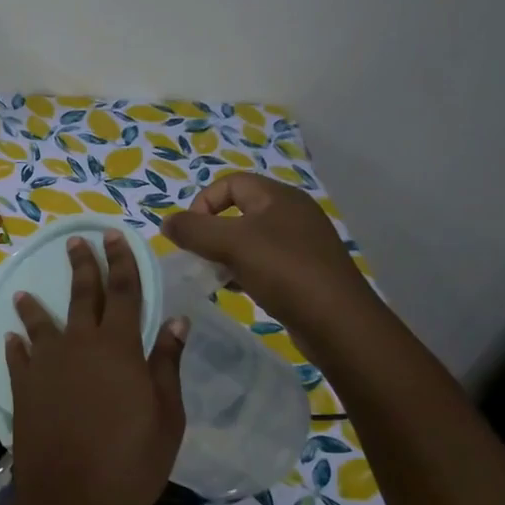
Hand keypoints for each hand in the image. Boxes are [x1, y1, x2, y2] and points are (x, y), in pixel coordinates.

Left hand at [5, 232, 186, 504]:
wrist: (72, 498)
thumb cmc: (131, 460)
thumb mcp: (166, 415)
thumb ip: (166, 364)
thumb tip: (177, 321)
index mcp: (119, 347)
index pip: (123, 291)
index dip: (120, 261)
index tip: (112, 236)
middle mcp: (79, 345)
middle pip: (82, 296)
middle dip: (81, 266)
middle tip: (75, 242)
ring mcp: (45, 365)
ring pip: (40, 323)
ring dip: (35, 306)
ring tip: (25, 292)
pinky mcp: (22, 388)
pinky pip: (17, 358)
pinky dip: (16, 345)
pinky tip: (11, 338)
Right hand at [161, 173, 367, 325]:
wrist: (337, 321)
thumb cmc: (283, 271)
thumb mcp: (231, 244)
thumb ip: (193, 230)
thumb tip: (167, 222)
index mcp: (278, 197)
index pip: (230, 183)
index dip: (203, 203)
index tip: (190, 234)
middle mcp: (292, 213)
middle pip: (238, 211)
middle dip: (211, 232)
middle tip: (198, 256)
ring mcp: (300, 242)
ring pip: (249, 239)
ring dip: (225, 254)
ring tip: (214, 276)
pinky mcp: (303, 270)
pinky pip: (263, 261)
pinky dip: (243, 270)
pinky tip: (235, 289)